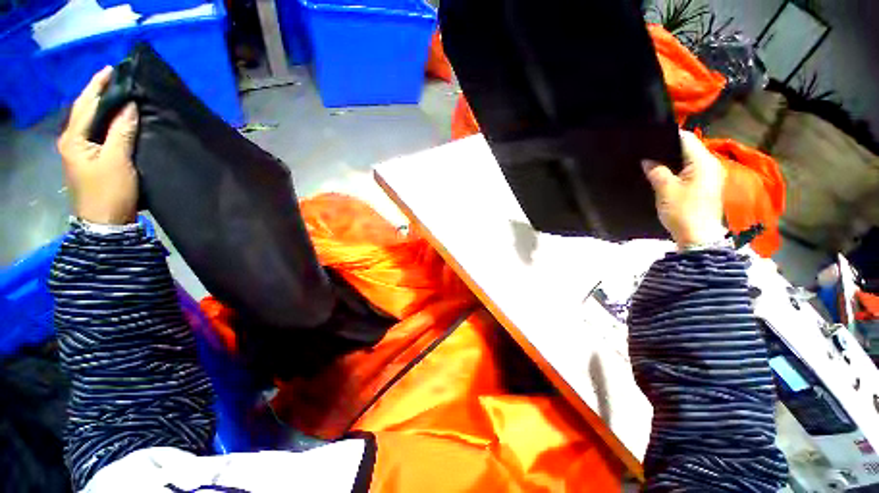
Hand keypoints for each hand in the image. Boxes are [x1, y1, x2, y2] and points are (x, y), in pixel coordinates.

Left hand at [58, 67, 138, 224]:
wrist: (105, 224)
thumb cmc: (109, 192)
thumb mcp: (118, 161)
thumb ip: (121, 132)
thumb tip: (129, 105)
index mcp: (73, 139)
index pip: (86, 104)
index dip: (98, 86)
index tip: (113, 69)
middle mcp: (72, 141)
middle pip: (85, 110)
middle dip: (99, 93)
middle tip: (116, 79)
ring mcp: (80, 152)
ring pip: (91, 121)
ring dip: (103, 107)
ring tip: (119, 94)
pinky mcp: (90, 160)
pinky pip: (97, 133)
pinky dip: (107, 122)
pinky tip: (117, 118)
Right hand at [642, 131, 725, 248]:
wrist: (698, 237)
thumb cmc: (683, 211)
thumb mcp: (665, 190)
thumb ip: (656, 171)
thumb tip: (647, 160)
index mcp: (704, 162)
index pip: (687, 138)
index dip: (667, 136)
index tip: (648, 139)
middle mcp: (711, 165)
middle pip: (689, 148)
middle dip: (668, 149)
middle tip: (646, 152)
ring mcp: (710, 176)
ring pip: (689, 160)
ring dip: (672, 160)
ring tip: (652, 162)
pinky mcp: (706, 186)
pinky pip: (690, 170)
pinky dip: (677, 170)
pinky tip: (663, 174)